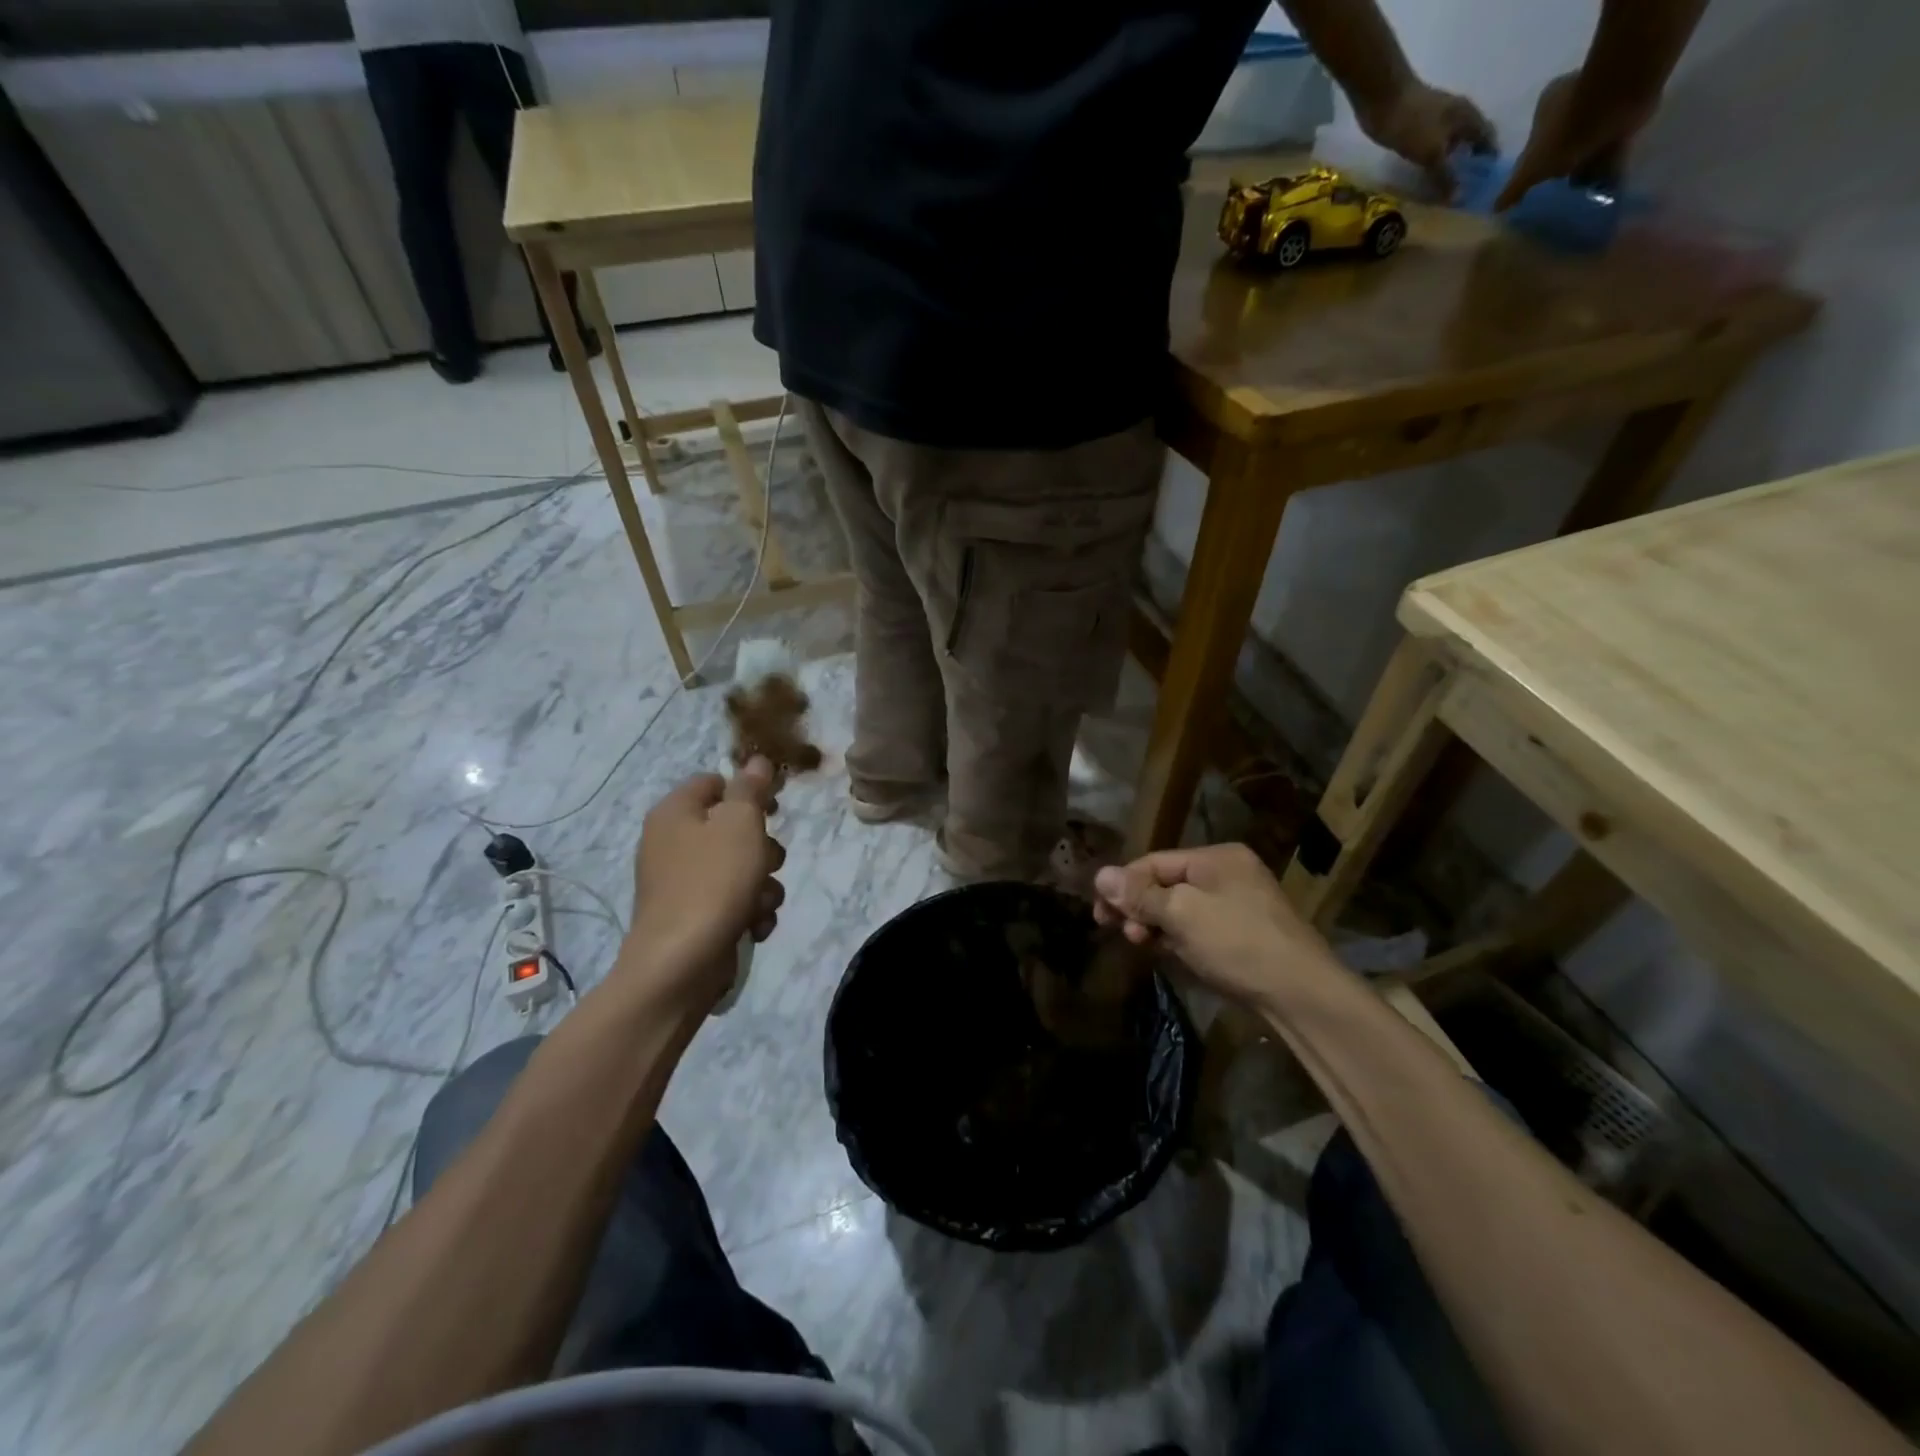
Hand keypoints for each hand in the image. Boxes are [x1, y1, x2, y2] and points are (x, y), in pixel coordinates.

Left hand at [623, 757, 785, 1009]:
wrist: (682, 963)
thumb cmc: (713, 881)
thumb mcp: (740, 824)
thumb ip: (750, 789)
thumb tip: (755, 760)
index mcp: (675, 812)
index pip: (714, 782)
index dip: (748, 791)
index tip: (774, 809)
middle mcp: (672, 843)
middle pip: (732, 828)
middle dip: (762, 848)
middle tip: (767, 862)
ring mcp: (681, 883)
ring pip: (740, 867)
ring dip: (762, 884)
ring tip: (760, 902)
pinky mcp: (693, 916)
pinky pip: (733, 900)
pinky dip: (749, 911)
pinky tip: (754, 925)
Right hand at [1092, 844, 1330, 1011]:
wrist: (1300, 994)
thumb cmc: (1237, 943)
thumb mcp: (1182, 914)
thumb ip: (1140, 895)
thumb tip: (1100, 875)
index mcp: (1216, 858)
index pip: (1154, 862)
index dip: (1123, 885)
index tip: (1100, 913)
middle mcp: (1227, 874)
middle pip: (1166, 884)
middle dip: (1138, 907)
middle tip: (1118, 932)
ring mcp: (1236, 905)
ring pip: (1179, 908)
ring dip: (1155, 925)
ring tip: (1141, 945)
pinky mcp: (1241, 934)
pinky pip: (1196, 927)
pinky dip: (1177, 938)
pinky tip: (1166, 953)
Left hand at [1355, 80, 1494, 196]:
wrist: (1384, 101)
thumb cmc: (1414, 124)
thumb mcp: (1432, 153)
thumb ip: (1445, 175)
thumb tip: (1458, 198)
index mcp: (1468, 116)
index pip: (1487, 137)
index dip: (1489, 158)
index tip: (1487, 182)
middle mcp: (1457, 116)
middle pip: (1470, 141)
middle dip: (1470, 163)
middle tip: (1466, 191)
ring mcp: (1437, 121)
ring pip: (1450, 145)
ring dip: (1450, 164)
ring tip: (1447, 191)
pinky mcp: (1418, 129)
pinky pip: (1432, 148)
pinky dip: (1433, 163)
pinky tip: (1426, 177)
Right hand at [1494, 70, 1648, 208]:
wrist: (1620, 97)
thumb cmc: (1566, 130)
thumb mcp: (1529, 169)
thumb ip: (1513, 190)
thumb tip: (1496, 209)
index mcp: (1547, 107)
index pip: (1534, 143)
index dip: (1534, 167)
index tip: (1536, 189)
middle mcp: (1574, 102)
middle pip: (1564, 146)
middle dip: (1563, 170)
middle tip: (1558, 198)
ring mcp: (1604, 106)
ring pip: (1588, 147)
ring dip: (1587, 171)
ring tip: (1580, 201)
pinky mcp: (1629, 113)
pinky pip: (1614, 146)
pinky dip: (1610, 167)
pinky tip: (1605, 190)